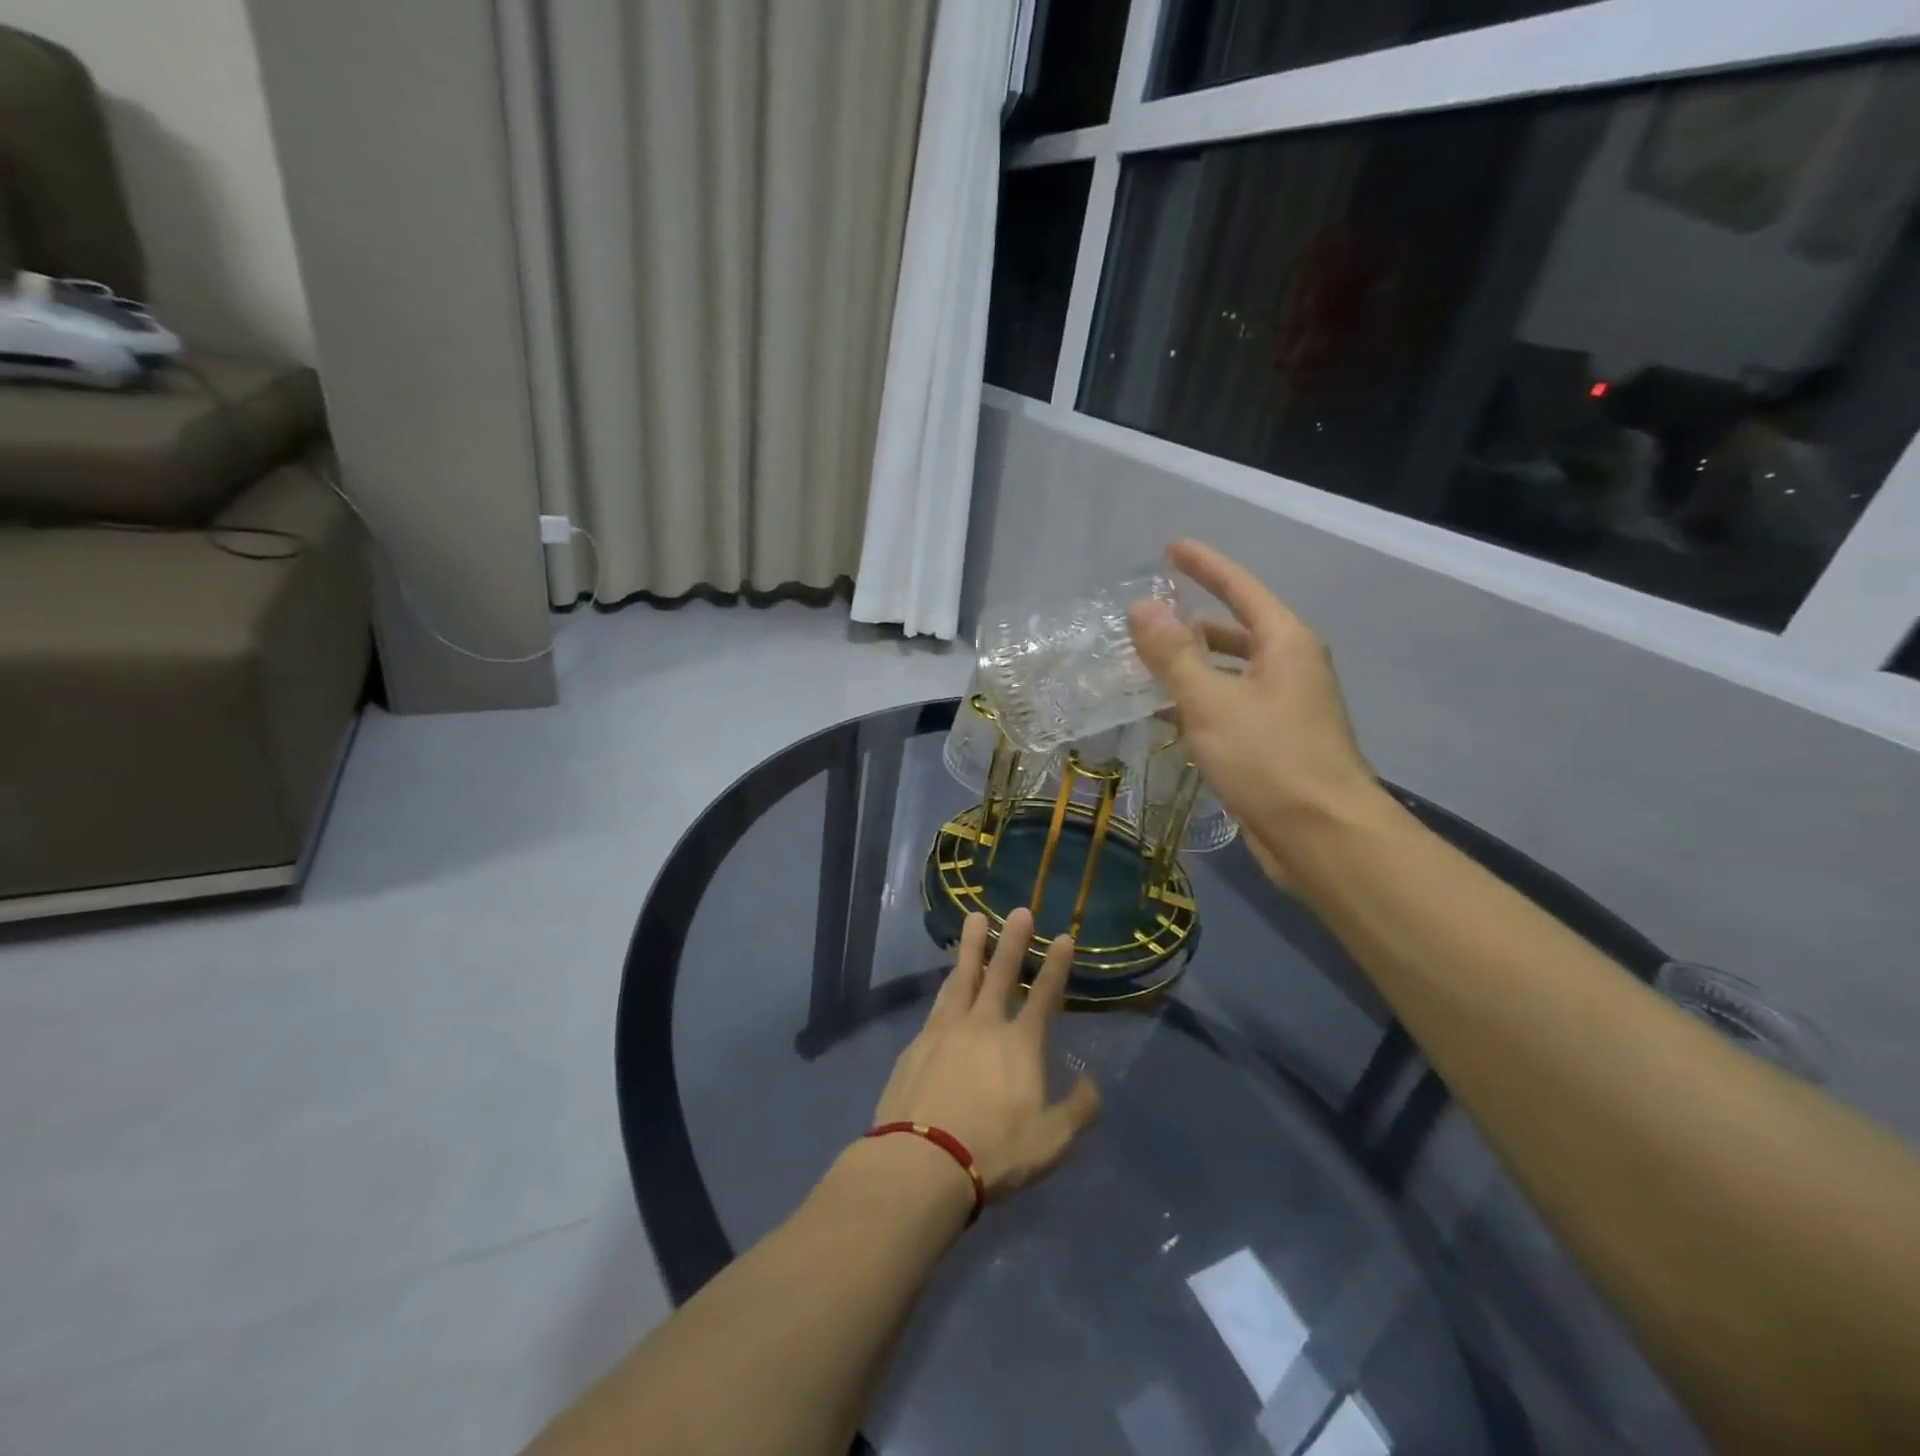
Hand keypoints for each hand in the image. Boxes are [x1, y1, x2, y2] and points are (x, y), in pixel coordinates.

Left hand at [872, 909, 1100, 1203]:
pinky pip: (937, 1004)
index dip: (1056, 966)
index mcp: (1020, 1045)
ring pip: (962, 978)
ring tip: (974, 921)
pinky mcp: (917, 1044)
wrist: (923, 1161)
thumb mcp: (1052, 1142)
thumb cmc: (994, 1152)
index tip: (1064, 937)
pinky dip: (947, 985)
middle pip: (1000, 973)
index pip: (1044, 996)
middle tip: (1019, 909)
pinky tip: (947, 982)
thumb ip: (1078, 1110)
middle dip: (1013, 940)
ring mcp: (946, 1031)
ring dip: (972, 948)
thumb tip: (1090, 1084)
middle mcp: (983, 1026)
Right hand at [1127, 539, 1385, 886]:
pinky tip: (1164, 715)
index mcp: (1285, 643)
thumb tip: (1142, 608)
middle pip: (1234, 630)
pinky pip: (1228, 707)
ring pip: (1228, 672)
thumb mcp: (1211, 701)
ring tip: (1142, 667)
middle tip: (1143, 622)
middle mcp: (1289, 667)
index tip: (1171, 548)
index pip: (1241, 587)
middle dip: (1190, 624)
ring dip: (1189, 668)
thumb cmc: (1270, 759)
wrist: (1322, 837)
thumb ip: (1173, 654)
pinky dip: (1197, 704)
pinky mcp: (1274, 743)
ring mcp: (1284, 707)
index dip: (1205, 565)